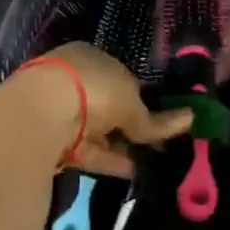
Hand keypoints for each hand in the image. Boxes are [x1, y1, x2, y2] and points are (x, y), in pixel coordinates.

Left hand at [15, 44, 191, 177]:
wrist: (41, 113)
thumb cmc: (93, 90)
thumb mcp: (131, 103)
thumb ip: (155, 119)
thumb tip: (189, 120)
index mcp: (90, 57)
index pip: (121, 77)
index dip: (142, 97)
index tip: (162, 116)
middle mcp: (74, 81)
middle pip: (109, 106)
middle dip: (132, 125)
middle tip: (160, 144)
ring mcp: (61, 112)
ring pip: (100, 132)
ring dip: (125, 146)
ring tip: (155, 161)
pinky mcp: (56, 143)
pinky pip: (91, 152)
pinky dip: (113, 161)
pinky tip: (137, 172)